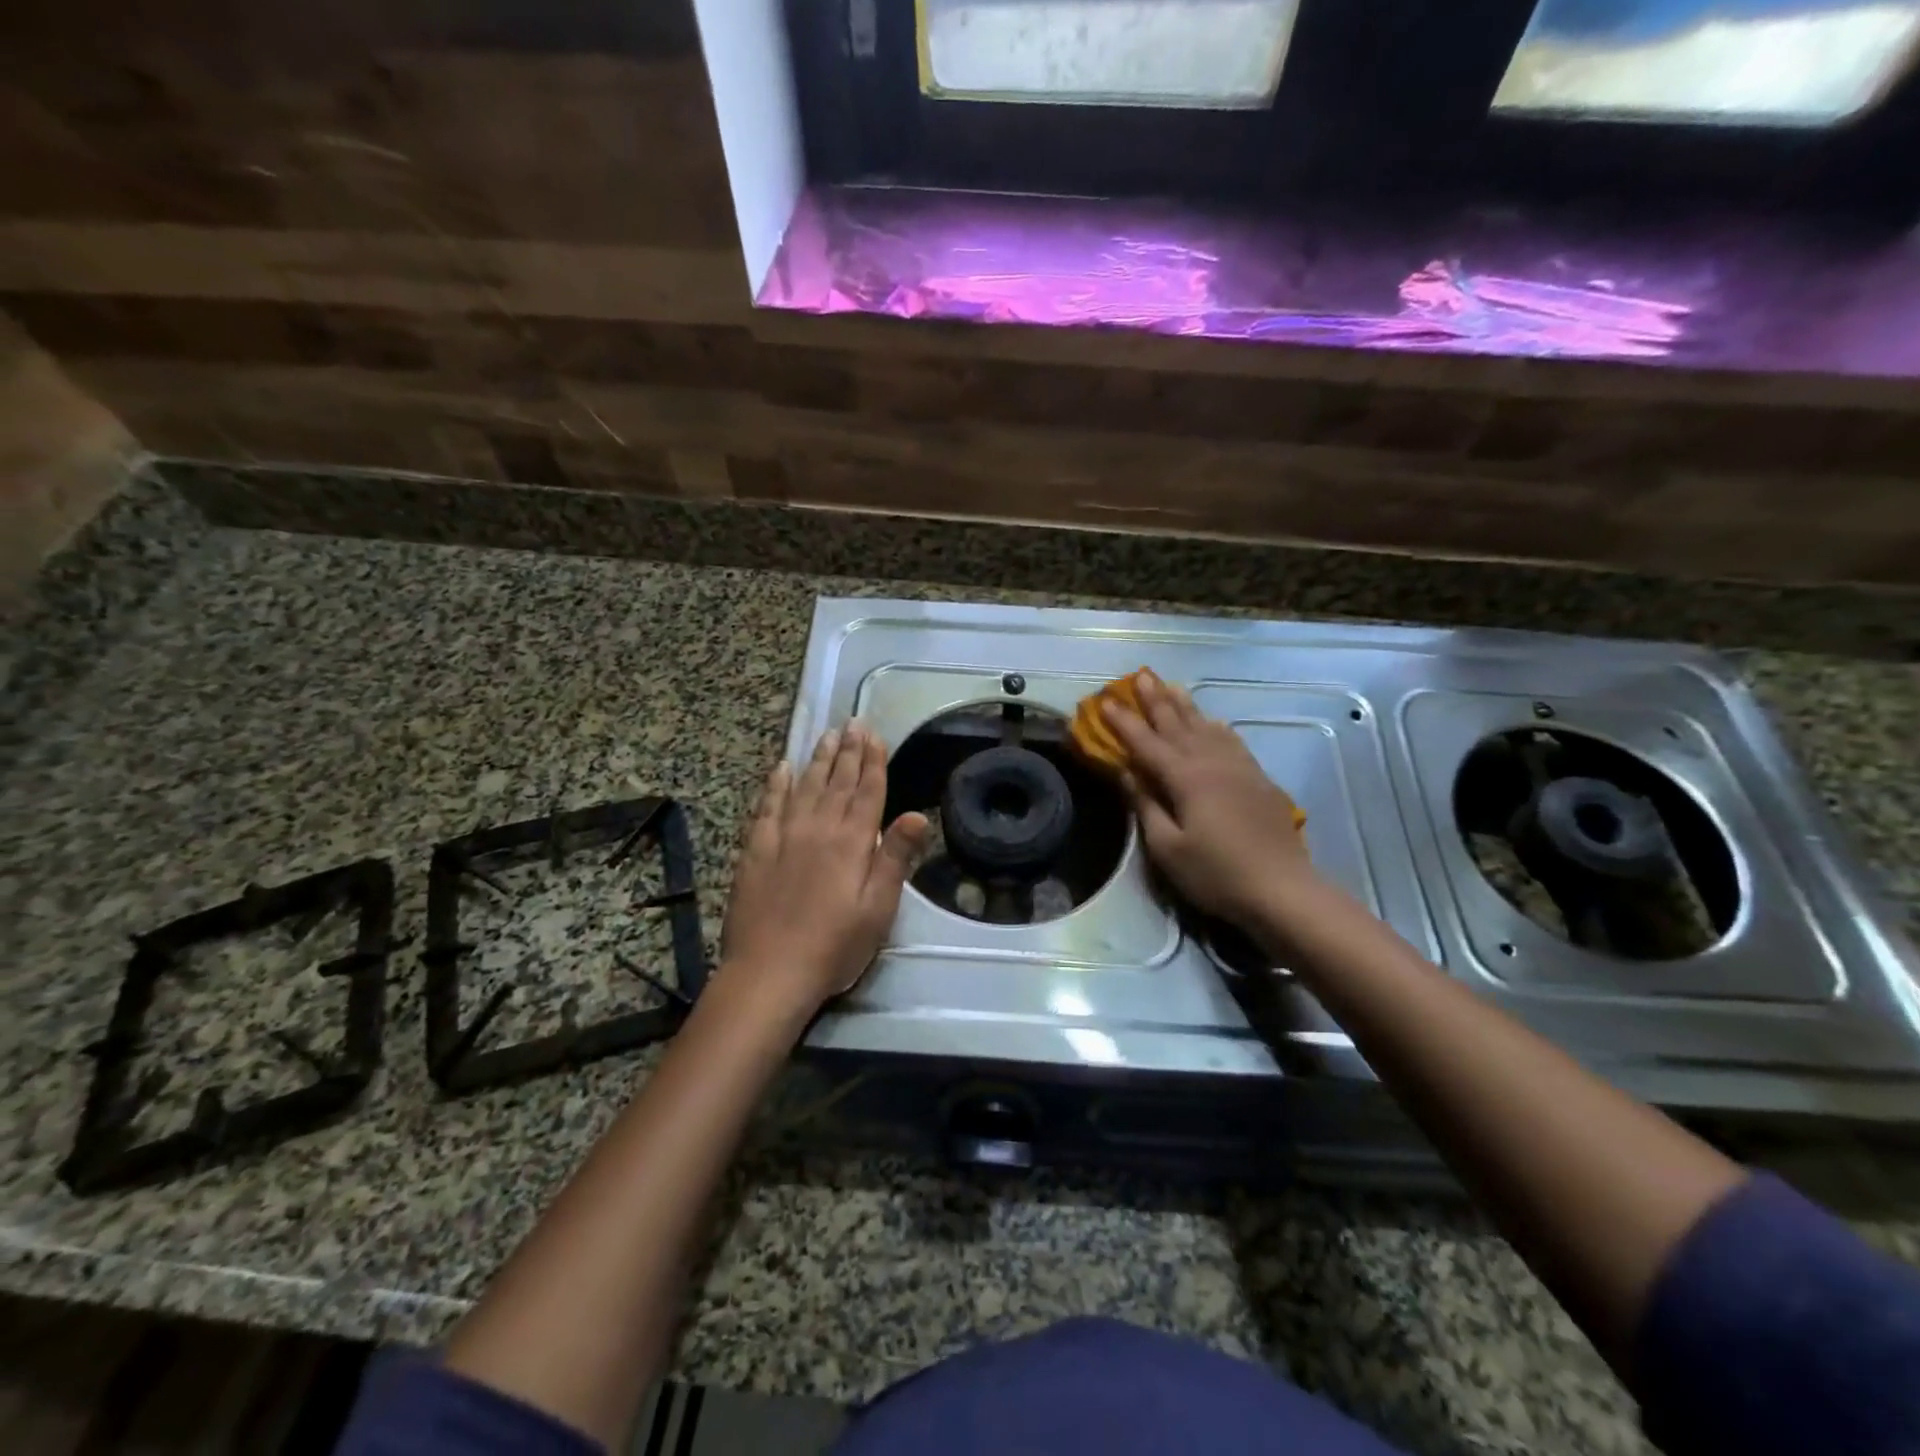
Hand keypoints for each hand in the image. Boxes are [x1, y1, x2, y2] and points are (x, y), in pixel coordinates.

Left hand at [720, 722, 928, 1017]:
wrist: (770, 971)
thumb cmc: (834, 946)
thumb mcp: (878, 909)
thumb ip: (895, 858)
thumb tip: (918, 814)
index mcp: (852, 842)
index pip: (867, 791)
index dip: (873, 762)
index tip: (875, 736)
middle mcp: (818, 828)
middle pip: (837, 781)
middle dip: (848, 751)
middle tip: (853, 723)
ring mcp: (783, 836)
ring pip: (804, 786)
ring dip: (818, 759)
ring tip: (827, 736)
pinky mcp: (755, 850)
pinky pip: (767, 806)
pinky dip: (775, 784)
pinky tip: (781, 768)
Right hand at [1103, 673, 1314, 931]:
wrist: (1282, 889)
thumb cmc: (1216, 873)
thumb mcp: (1167, 848)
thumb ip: (1146, 806)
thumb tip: (1126, 772)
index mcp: (1185, 778)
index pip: (1146, 743)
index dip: (1124, 722)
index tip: (1105, 702)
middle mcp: (1211, 763)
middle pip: (1178, 724)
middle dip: (1156, 700)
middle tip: (1140, 676)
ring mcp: (1238, 768)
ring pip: (1206, 726)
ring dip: (1185, 705)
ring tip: (1171, 685)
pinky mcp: (1258, 779)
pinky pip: (1231, 740)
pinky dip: (1216, 725)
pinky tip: (1213, 720)